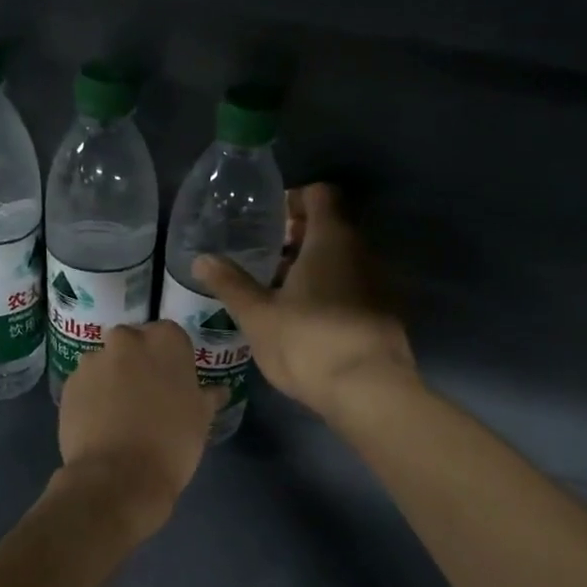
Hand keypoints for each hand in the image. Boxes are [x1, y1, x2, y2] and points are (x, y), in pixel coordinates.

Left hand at [56, 321, 224, 538]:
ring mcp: (92, 361)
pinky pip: (86, 385)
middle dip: (138, 363)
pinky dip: (93, 397)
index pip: (171, 336)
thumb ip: (207, 396)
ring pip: (107, 364)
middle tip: (149, 397)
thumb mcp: (201, 419)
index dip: (172, 360)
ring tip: (121, 415)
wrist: (117, 478)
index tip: (174, 384)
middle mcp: (125, 340)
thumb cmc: (171, 443)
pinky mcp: (68, 385)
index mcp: (164, 340)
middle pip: (134, 344)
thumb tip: (218, 390)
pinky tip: (101, 424)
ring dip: (113, 380)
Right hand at [193, 183, 415, 421]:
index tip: (268, 221)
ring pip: (342, 259)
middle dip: (298, 237)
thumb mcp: (258, 315)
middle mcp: (361, 251)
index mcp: (331, 240)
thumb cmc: (308, 342)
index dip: (293, 200)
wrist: (369, 391)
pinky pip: (352, 285)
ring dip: (313, 266)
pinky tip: (306, 318)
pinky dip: (329, 289)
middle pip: (331, 227)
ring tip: (279, 291)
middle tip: (265, 257)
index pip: (319, 195)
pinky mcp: (385, 312)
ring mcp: (378, 282)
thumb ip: (230, 284)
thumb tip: (201, 259)